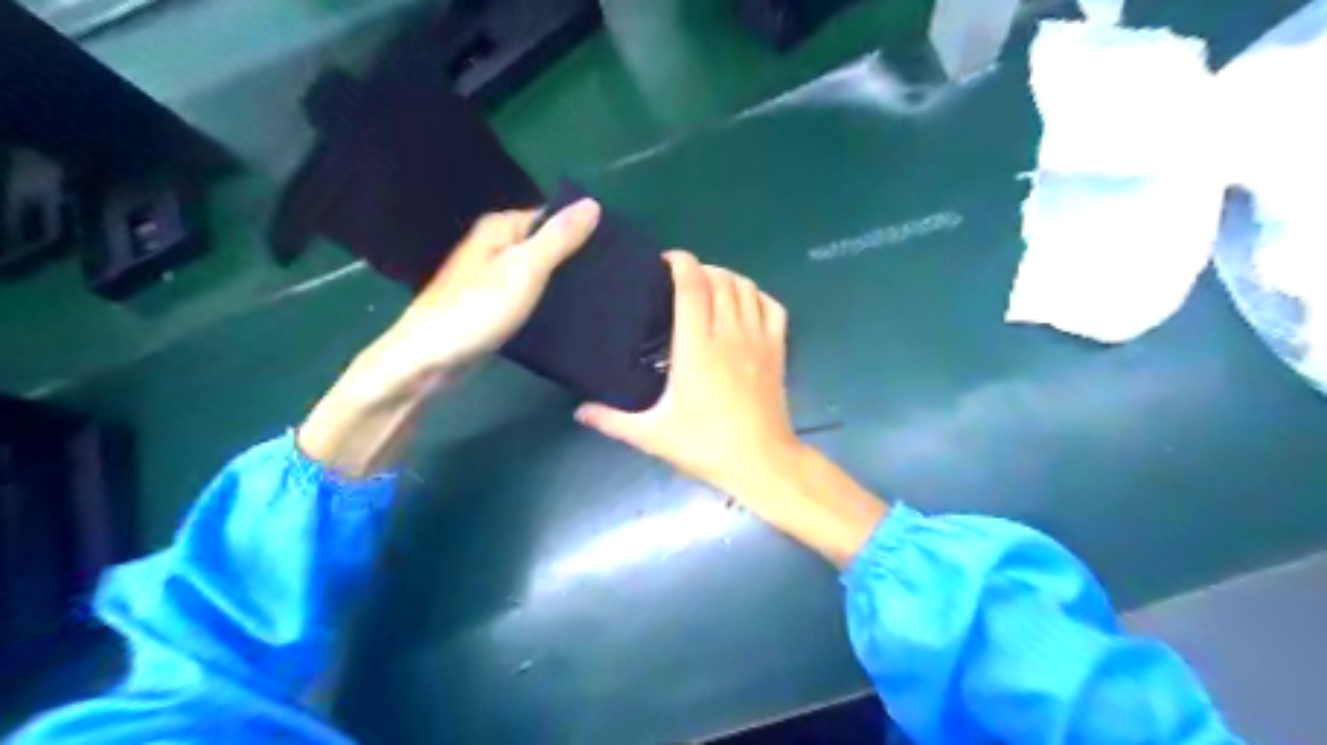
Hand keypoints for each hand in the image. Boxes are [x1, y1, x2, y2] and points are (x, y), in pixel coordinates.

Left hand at [301, 198, 602, 476]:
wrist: (428, 362)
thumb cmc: (476, 311)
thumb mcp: (524, 269)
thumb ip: (558, 238)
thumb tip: (592, 204)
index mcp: (500, 228)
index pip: (552, 217)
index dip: (582, 230)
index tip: (614, 250)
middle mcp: (496, 247)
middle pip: (546, 244)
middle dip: (576, 258)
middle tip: (612, 278)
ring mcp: (493, 278)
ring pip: (540, 272)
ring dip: (564, 283)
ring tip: (602, 296)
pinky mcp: (494, 306)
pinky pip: (530, 296)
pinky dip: (548, 302)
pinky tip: (570, 315)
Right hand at [573, 249, 798, 501]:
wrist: (761, 462)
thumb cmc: (705, 446)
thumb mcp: (653, 435)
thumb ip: (612, 420)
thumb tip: (579, 410)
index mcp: (696, 348)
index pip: (692, 286)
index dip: (680, 263)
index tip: (664, 261)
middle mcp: (729, 334)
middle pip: (719, 279)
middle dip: (699, 269)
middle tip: (680, 281)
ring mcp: (758, 339)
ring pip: (746, 287)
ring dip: (726, 278)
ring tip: (709, 288)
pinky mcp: (778, 349)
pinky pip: (772, 306)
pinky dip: (757, 295)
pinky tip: (743, 304)